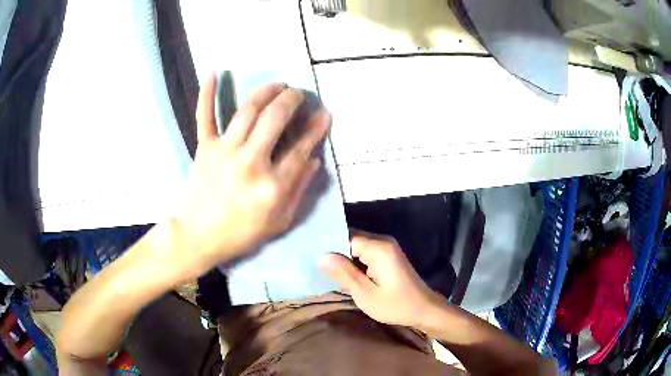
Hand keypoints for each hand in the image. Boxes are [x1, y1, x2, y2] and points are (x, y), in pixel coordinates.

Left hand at [169, 74, 329, 278]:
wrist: (199, 236)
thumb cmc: (241, 233)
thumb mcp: (279, 222)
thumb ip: (299, 190)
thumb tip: (314, 159)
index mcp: (271, 187)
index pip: (300, 149)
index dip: (316, 128)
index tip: (325, 113)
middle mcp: (249, 163)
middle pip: (275, 120)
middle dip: (291, 100)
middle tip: (297, 93)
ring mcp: (223, 152)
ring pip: (247, 111)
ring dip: (266, 92)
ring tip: (277, 85)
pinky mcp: (204, 148)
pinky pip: (205, 116)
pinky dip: (207, 92)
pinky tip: (214, 71)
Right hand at [319, 231, 444, 327]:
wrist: (424, 310)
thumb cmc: (396, 305)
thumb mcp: (366, 294)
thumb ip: (344, 274)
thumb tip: (321, 256)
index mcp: (379, 248)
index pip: (345, 236)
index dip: (328, 246)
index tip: (311, 256)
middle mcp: (383, 242)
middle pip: (351, 239)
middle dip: (334, 253)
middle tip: (315, 266)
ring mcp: (387, 248)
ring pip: (356, 247)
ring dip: (343, 259)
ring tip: (324, 270)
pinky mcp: (388, 256)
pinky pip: (364, 253)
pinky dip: (353, 263)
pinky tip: (342, 274)